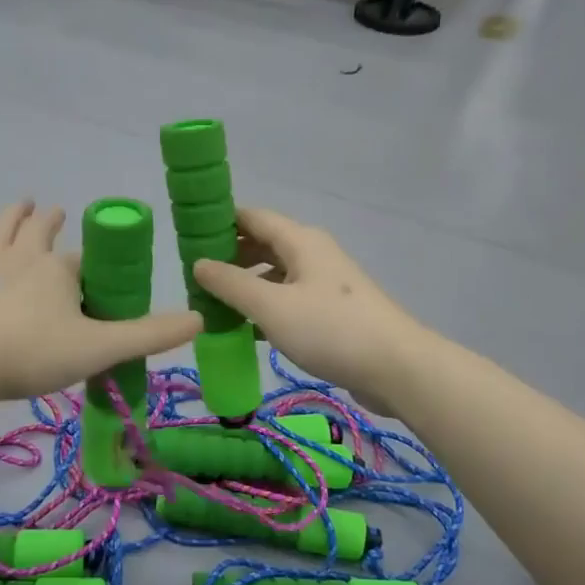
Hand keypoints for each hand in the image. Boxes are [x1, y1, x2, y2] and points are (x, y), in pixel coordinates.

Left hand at [0, 202, 201, 402]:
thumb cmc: (33, 353)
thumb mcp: (100, 347)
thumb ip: (150, 335)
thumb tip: (200, 319)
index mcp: (58, 270)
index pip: (85, 261)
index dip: (94, 266)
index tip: (100, 277)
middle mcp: (22, 258)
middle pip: (40, 231)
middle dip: (52, 221)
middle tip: (59, 212)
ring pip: (2, 231)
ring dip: (15, 215)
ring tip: (24, 202)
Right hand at [192, 207, 424, 412]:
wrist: (396, 367)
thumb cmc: (330, 329)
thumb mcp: (271, 306)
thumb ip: (231, 283)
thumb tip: (199, 264)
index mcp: (300, 240)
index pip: (252, 217)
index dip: (220, 222)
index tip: (188, 237)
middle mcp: (313, 253)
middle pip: (264, 243)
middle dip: (230, 256)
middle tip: (195, 276)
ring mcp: (325, 282)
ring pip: (276, 273)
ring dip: (246, 284)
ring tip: (213, 303)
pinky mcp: (333, 310)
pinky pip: (289, 297)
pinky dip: (266, 305)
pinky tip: (247, 327)